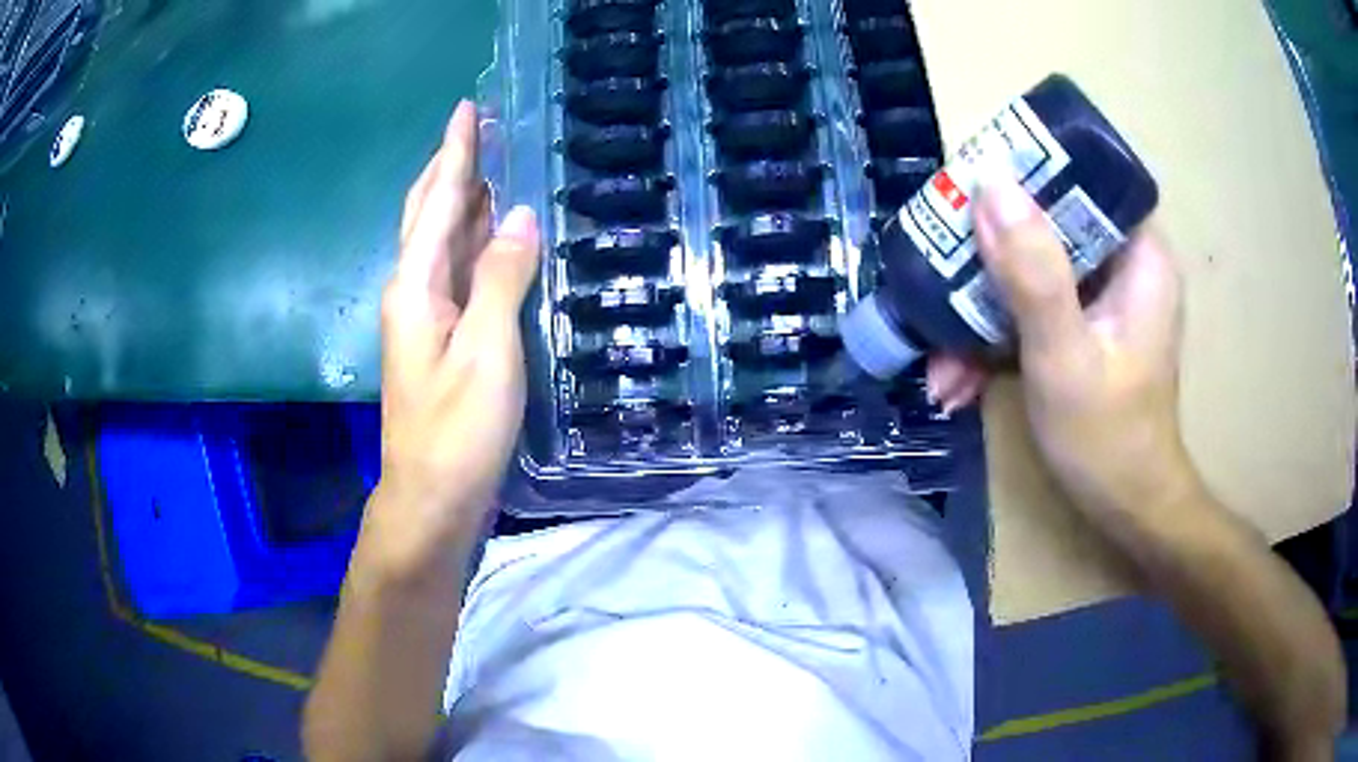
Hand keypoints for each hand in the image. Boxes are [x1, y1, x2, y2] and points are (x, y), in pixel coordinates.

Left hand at [370, 101, 540, 568]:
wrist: (432, 497)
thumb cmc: (457, 430)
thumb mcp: (486, 352)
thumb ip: (501, 278)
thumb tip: (520, 216)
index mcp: (415, 285)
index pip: (440, 201)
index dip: (456, 153)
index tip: (468, 109)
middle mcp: (412, 290)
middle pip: (430, 213)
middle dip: (452, 166)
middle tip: (482, 127)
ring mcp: (425, 316)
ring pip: (443, 240)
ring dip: (464, 199)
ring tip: (493, 164)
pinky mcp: (441, 338)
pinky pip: (457, 271)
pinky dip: (475, 241)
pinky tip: (495, 235)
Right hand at [972, 176, 1191, 515]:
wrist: (1126, 511)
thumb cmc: (1108, 440)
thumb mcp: (1065, 357)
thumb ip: (1034, 274)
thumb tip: (990, 185)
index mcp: (1139, 255)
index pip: (1084, 178)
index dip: (1028, 172)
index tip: (971, 189)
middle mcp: (1121, 265)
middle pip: (1047, 224)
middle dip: (988, 258)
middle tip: (939, 275)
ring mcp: (1099, 299)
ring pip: (1031, 271)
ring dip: (981, 311)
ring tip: (941, 362)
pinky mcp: (1080, 328)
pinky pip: (1031, 310)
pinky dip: (995, 341)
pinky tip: (958, 381)